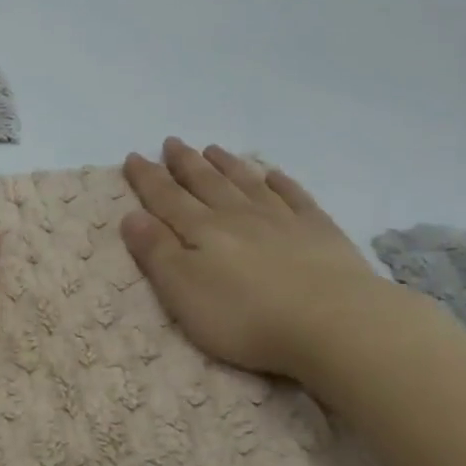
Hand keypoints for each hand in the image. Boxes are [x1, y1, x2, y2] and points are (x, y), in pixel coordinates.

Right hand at [121, 139, 393, 381]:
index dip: (147, 178)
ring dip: (227, 165)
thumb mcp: (183, 291)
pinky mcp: (319, 231)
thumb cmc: (246, 316)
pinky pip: (294, 196)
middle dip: (184, 163)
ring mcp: (282, 219)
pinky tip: (273, 174)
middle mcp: (238, 215)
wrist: (333, 322)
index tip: (133, 156)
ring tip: (212, 149)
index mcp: (202, 230)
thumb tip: (131, 215)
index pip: (166, 198)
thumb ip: (156, 252)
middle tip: (171, 142)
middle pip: (205, 182)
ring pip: (247, 183)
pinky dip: (281, 182)